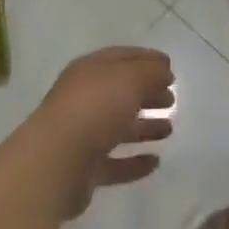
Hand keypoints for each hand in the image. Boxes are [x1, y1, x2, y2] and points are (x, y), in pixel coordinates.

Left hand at [22, 47, 175, 218]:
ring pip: (118, 127)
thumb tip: (164, 72)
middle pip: (121, 92)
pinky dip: (134, 162)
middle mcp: (84, 99)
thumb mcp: (130, 79)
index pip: (122, 58)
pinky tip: (154, 162)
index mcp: (90, 71)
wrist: (55, 163)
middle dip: (147, 93)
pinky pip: (115, 163)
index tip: (170, 67)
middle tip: (172, 99)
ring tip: (169, 130)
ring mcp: (82, 135)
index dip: (147, 60)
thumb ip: (150, 73)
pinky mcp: (84, 169)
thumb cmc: (94, 108)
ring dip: (144, 127)